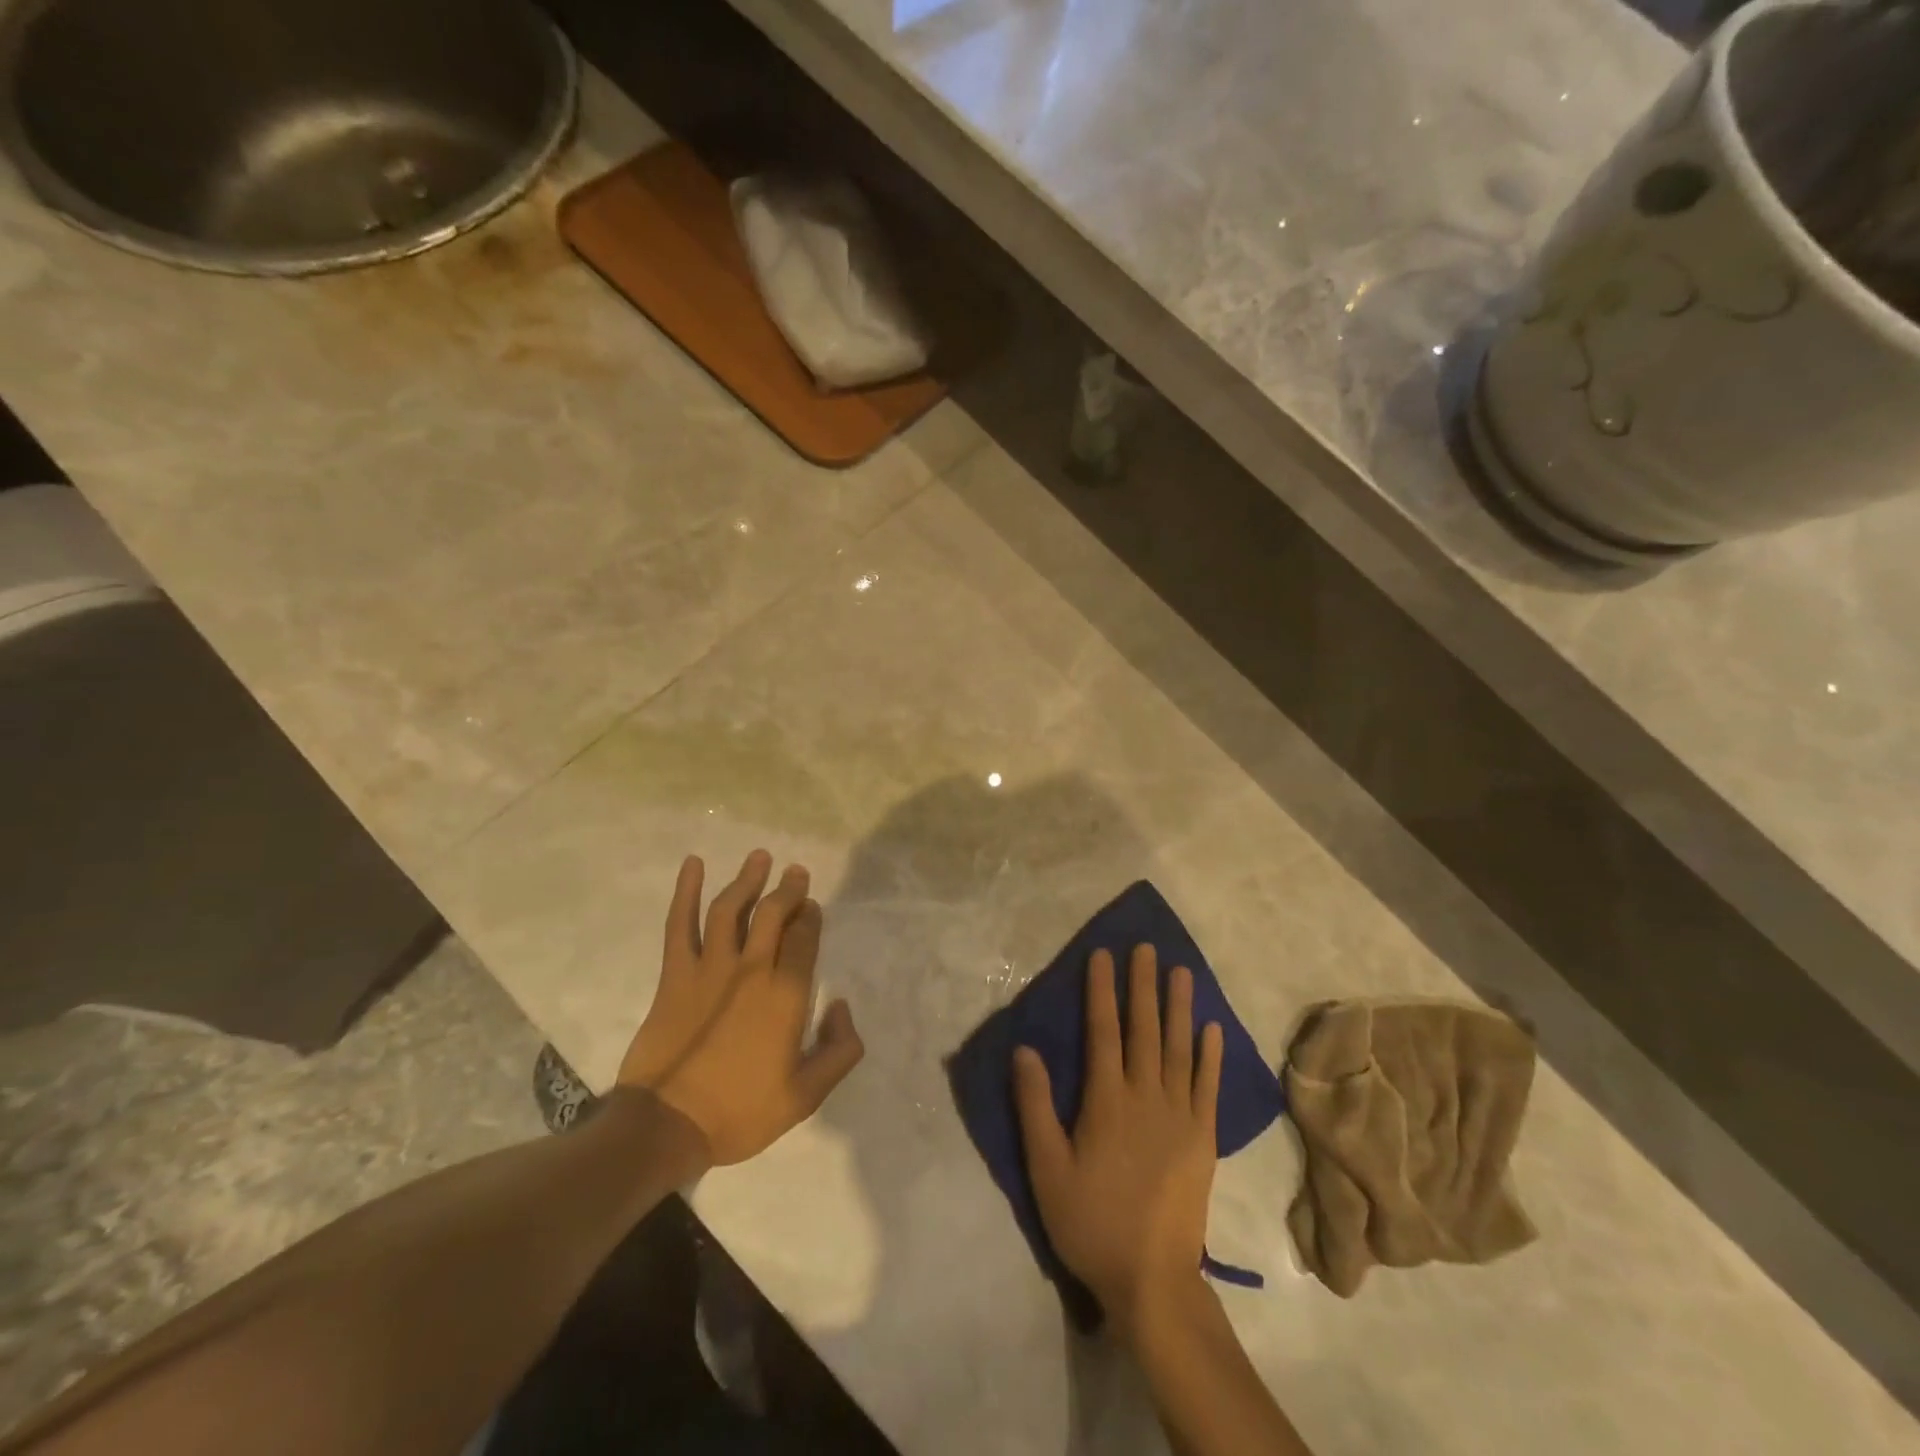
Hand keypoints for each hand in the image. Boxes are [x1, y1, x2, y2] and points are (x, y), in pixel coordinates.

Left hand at [618, 850, 864, 1165]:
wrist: (667, 1126)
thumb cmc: (740, 1112)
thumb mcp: (806, 1096)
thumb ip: (839, 1050)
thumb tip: (841, 1006)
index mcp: (786, 995)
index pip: (804, 938)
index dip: (810, 917)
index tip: (812, 906)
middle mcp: (752, 969)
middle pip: (773, 914)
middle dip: (788, 889)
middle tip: (796, 872)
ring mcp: (710, 967)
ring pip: (731, 909)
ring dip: (747, 880)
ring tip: (760, 857)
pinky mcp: (675, 974)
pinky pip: (680, 924)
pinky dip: (686, 892)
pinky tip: (694, 865)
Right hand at [1013, 945, 1222, 1333]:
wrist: (1152, 1278)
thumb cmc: (1091, 1221)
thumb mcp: (1046, 1168)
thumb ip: (1035, 1106)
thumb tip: (1025, 1049)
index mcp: (1107, 1100)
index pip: (1102, 1030)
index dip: (1101, 990)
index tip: (1103, 954)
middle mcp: (1146, 1096)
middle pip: (1144, 1029)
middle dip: (1142, 984)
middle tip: (1146, 947)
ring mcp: (1181, 1115)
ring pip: (1179, 1047)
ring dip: (1179, 1006)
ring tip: (1182, 971)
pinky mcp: (1204, 1137)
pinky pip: (1208, 1085)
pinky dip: (1209, 1054)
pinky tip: (1210, 1027)